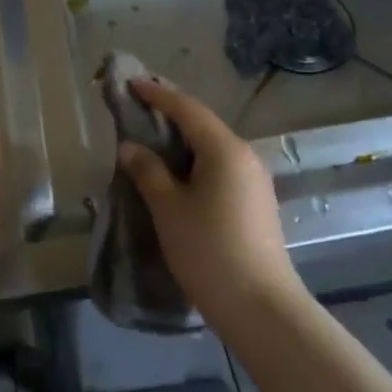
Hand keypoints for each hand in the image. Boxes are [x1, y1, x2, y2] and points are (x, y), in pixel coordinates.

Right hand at [118, 80, 300, 330]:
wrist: (261, 308)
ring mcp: (255, 179)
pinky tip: (179, 175)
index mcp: (225, 149)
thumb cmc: (209, 251)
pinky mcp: (257, 202)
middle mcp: (245, 155)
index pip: (187, 109)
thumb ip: (149, 172)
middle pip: (203, 125)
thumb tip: (130, 147)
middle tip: (139, 108)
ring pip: (213, 148)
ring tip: (153, 140)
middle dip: (171, 114)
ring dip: (183, 141)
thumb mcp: (169, 210)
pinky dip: (197, 162)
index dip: (158, 94)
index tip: (132, 83)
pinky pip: (222, 167)